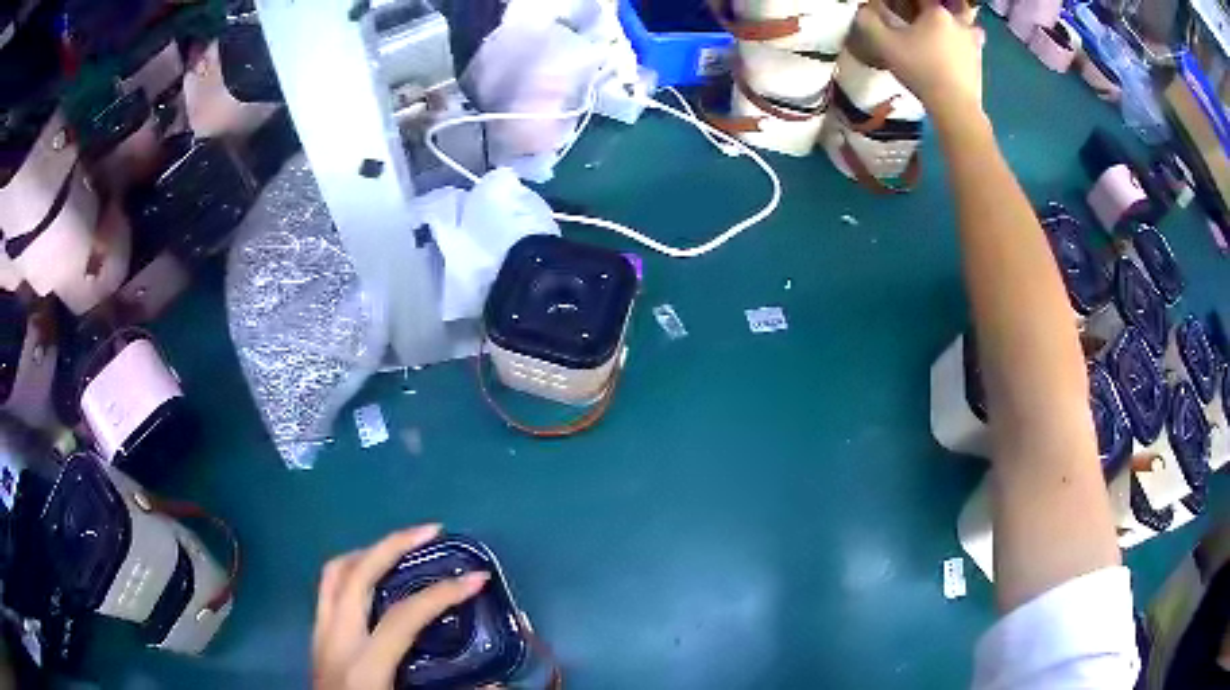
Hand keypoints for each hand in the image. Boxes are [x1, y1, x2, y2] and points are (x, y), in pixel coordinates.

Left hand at [313, 525, 490, 689]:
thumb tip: (496, 684)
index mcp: (363, 665)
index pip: (403, 617)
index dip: (442, 594)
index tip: (477, 578)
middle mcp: (335, 640)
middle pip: (356, 575)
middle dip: (393, 545)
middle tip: (430, 530)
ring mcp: (319, 635)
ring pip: (334, 574)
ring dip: (368, 552)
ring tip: (400, 547)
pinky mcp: (316, 637)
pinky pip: (328, 588)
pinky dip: (352, 571)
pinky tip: (373, 580)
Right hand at [853, 0, 985, 127]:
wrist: (954, 106)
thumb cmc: (919, 69)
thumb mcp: (884, 44)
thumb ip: (870, 21)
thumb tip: (865, 10)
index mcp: (936, 12)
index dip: (909, 1)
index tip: (902, 9)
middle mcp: (957, 22)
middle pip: (952, 6)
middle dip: (938, 10)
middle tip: (928, 17)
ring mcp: (972, 43)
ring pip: (967, 24)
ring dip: (959, 25)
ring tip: (948, 32)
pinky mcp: (979, 63)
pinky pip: (974, 45)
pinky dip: (965, 45)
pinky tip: (956, 52)